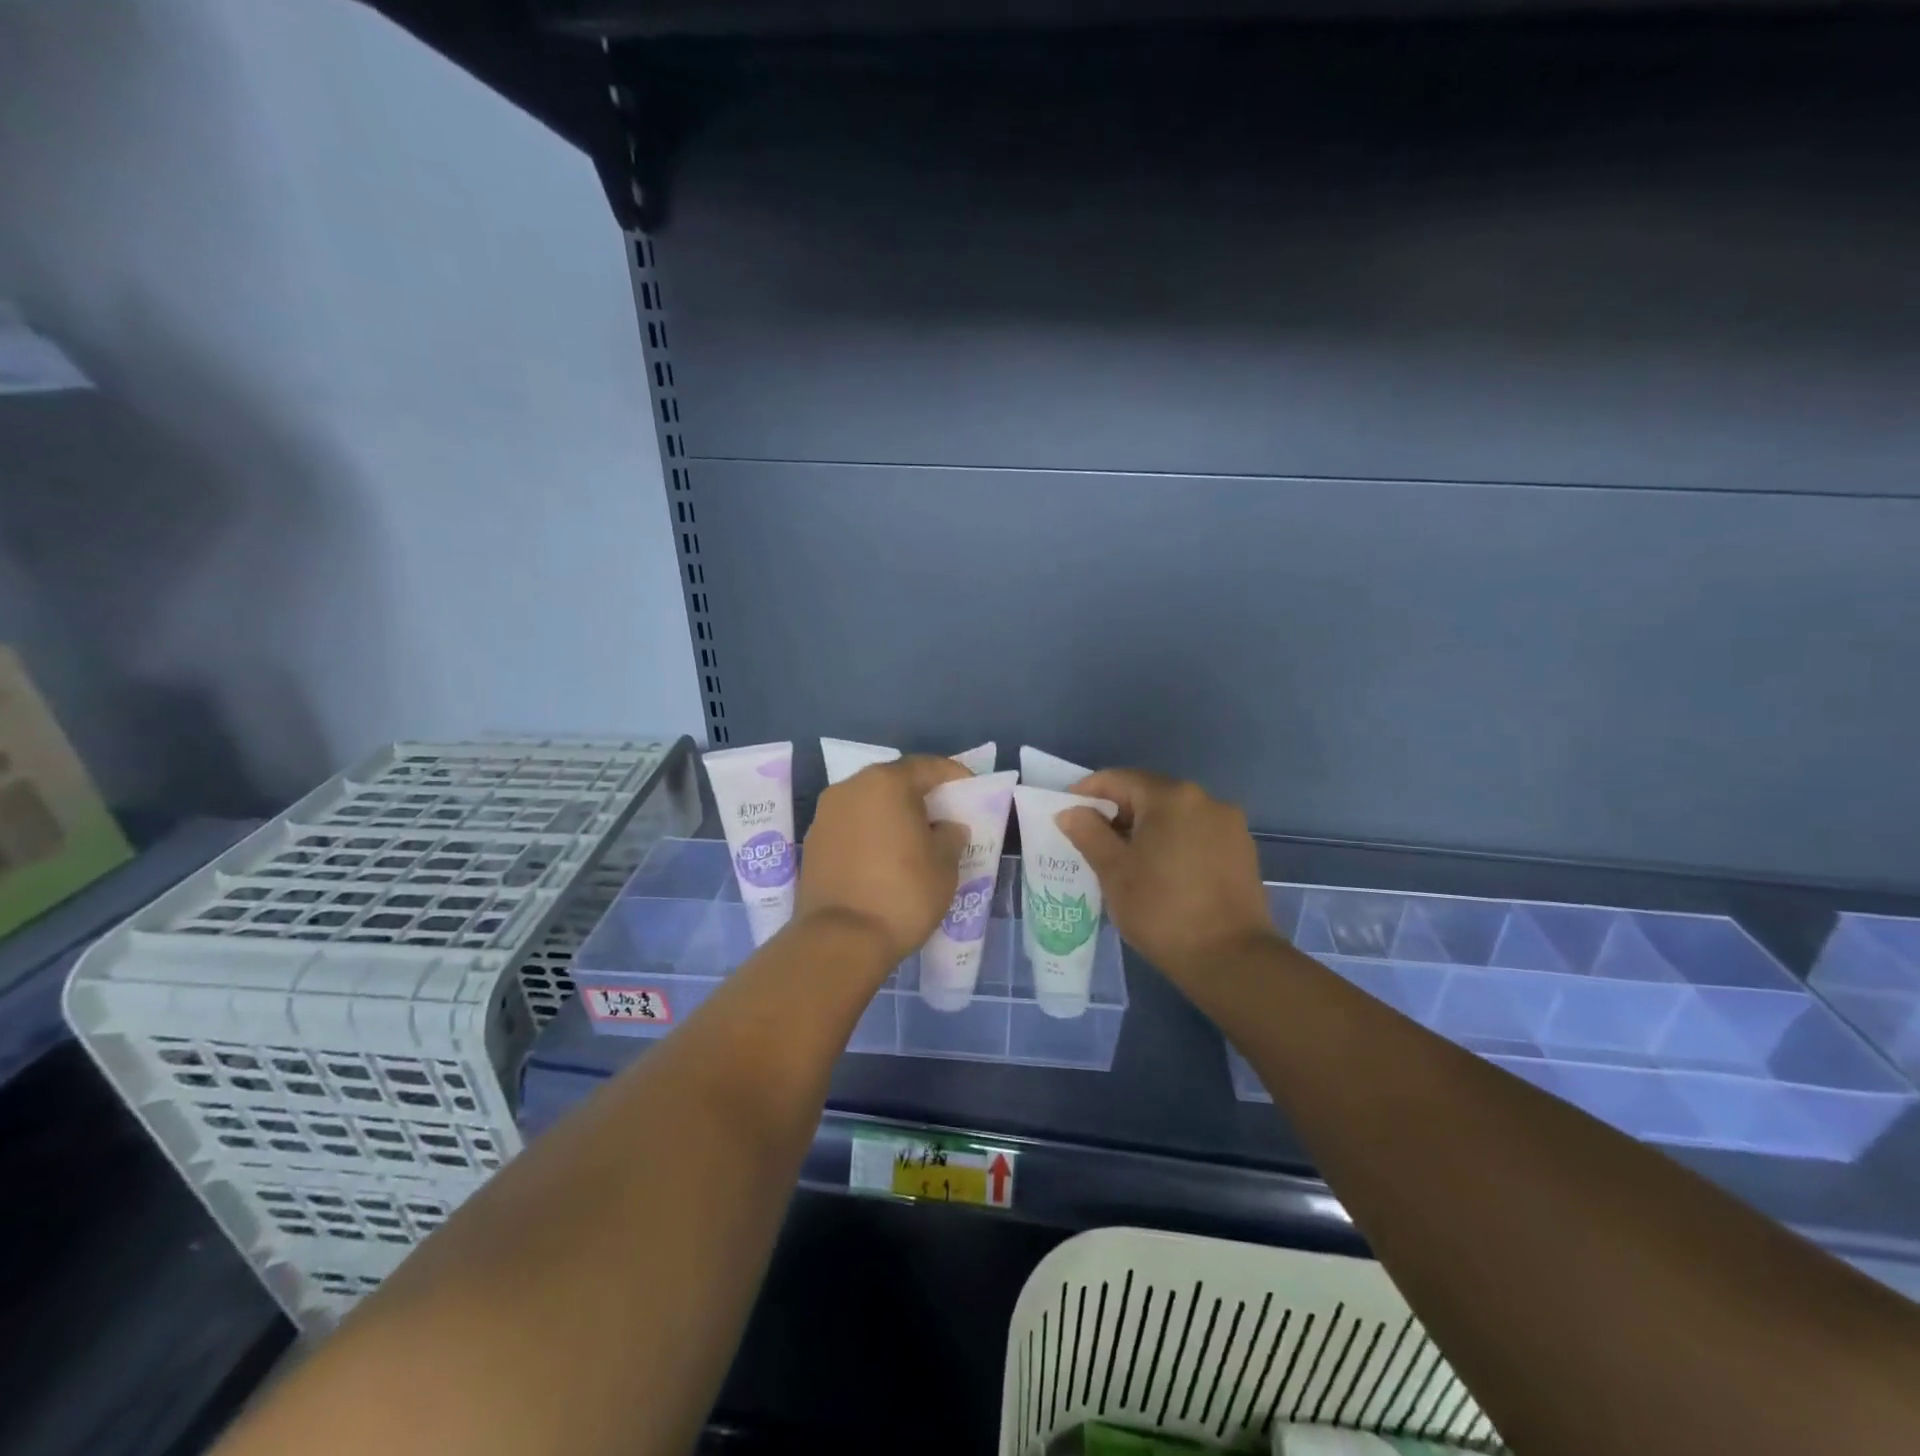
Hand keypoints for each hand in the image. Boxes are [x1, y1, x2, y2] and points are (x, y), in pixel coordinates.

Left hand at [796, 755, 969, 968]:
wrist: (840, 940)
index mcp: (885, 783)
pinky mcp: (812, 843)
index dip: (952, 775)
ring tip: (914, 838)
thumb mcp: (945, 865)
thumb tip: (946, 828)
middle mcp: (850, 788)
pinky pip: (850, 827)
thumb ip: (950, 836)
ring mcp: (825, 815)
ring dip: (891, 814)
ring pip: (868, 804)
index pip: (926, 766)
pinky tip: (884, 857)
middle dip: (919, 794)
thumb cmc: (903, 893)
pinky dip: (870, 833)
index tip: (970, 790)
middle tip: (943, 814)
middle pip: (893, 781)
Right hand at [1056, 769, 1276, 981]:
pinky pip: (1196, 833)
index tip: (1068, 813)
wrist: (1231, 959)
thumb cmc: (1162, 910)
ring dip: (1146, 828)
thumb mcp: (1113, 871)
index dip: (1089, 792)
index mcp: (1171, 797)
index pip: (1120, 779)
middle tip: (1092, 838)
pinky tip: (1160, 870)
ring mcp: (1229, 825)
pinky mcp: (1242, 851)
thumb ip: (1088, 833)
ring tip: (1124, 858)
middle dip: (1118, 811)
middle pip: (1150, 793)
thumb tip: (1070, 812)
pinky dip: (1172, 842)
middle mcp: (1205, 799)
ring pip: (1175, 814)